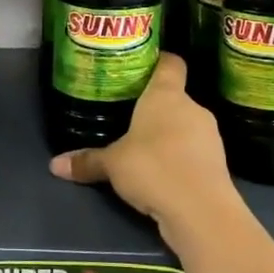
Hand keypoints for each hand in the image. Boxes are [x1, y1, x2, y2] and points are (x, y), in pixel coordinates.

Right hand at [49, 54, 237, 248]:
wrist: (202, 212)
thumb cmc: (153, 168)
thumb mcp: (112, 164)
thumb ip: (87, 161)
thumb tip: (55, 164)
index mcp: (166, 95)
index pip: (170, 63)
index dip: (158, 61)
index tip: (141, 66)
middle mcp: (192, 108)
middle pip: (175, 97)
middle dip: (154, 108)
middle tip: (129, 116)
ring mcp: (210, 136)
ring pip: (186, 126)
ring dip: (169, 135)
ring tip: (143, 148)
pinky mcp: (218, 164)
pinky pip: (193, 152)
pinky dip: (180, 158)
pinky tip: (162, 173)